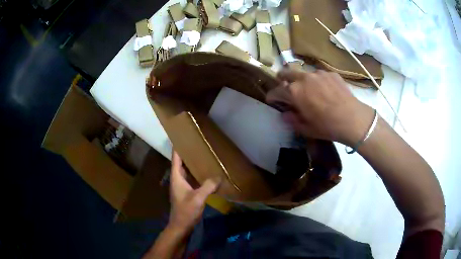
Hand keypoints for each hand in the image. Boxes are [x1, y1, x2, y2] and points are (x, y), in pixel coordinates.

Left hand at [168, 151, 219, 233]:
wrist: (181, 226)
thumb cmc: (186, 211)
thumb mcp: (198, 198)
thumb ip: (208, 186)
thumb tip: (219, 176)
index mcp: (177, 177)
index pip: (175, 158)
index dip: (178, 147)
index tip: (183, 136)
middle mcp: (178, 179)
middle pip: (181, 162)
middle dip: (187, 153)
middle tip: (198, 144)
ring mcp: (182, 186)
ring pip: (186, 170)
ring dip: (192, 163)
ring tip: (203, 155)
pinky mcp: (187, 192)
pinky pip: (191, 178)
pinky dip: (197, 173)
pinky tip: (206, 172)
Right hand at [266, 69, 373, 145]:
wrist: (354, 120)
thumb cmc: (328, 127)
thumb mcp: (307, 129)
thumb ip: (292, 120)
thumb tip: (285, 114)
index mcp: (294, 92)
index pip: (275, 91)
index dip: (272, 97)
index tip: (272, 101)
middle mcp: (304, 78)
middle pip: (286, 73)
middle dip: (282, 80)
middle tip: (286, 88)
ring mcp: (318, 73)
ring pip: (303, 73)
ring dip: (302, 81)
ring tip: (310, 91)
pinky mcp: (331, 73)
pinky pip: (319, 75)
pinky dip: (318, 82)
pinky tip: (326, 91)